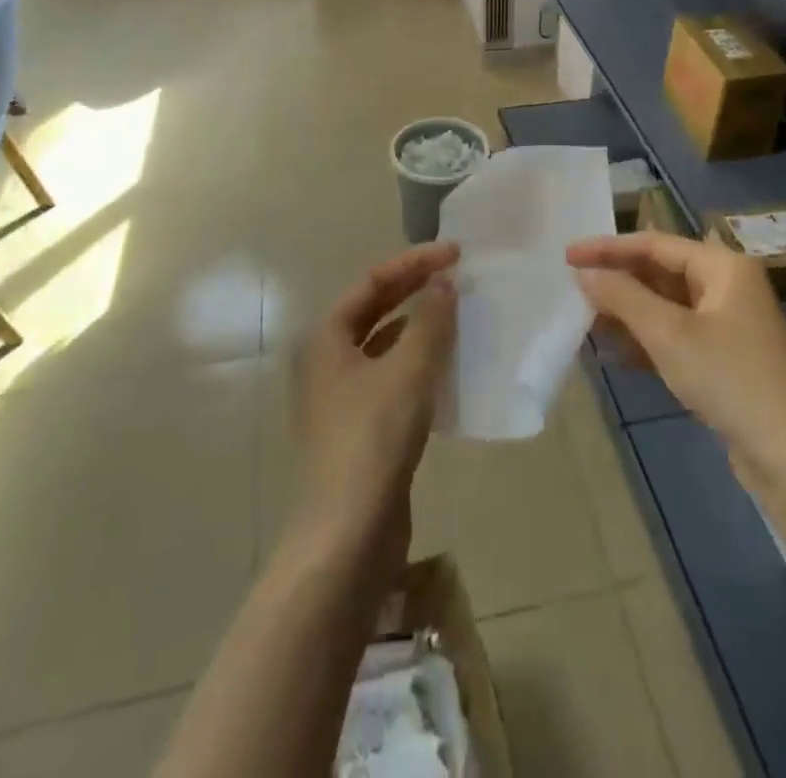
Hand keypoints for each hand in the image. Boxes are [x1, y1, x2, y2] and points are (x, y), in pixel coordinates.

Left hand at [291, 243, 458, 566]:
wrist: (349, 531)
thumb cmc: (374, 436)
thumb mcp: (409, 370)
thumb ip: (430, 321)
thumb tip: (444, 283)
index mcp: (328, 338)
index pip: (373, 282)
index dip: (414, 262)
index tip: (455, 254)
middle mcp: (328, 361)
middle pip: (375, 310)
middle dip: (415, 289)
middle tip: (457, 276)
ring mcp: (342, 397)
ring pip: (385, 345)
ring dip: (419, 326)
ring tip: (457, 315)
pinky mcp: (361, 428)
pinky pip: (392, 378)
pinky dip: (418, 363)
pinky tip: (448, 367)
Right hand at [567, 232, 785, 489]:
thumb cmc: (731, 379)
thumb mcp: (669, 334)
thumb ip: (623, 297)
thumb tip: (585, 272)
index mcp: (723, 266)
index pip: (655, 244)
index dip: (608, 248)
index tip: (568, 256)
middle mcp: (727, 286)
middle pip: (661, 272)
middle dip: (618, 281)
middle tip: (574, 289)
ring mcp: (728, 324)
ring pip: (666, 306)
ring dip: (628, 313)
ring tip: (586, 321)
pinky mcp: (725, 358)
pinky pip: (676, 335)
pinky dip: (646, 340)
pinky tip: (615, 354)